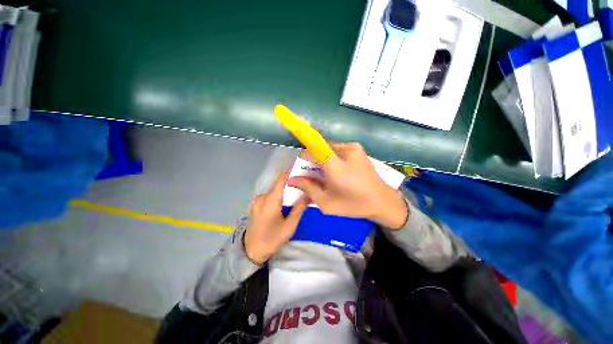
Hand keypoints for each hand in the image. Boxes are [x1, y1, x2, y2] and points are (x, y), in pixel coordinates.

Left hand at [244, 172, 308, 263]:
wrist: (251, 252)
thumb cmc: (271, 239)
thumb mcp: (289, 226)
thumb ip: (299, 209)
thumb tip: (308, 195)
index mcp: (270, 200)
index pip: (281, 180)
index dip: (291, 172)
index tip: (302, 169)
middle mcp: (262, 197)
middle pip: (278, 185)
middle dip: (291, 183)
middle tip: (304, 184)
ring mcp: (257, 201)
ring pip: (274, 190)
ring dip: (285, 190)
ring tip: (297, 192)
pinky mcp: (256, 205)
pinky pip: (269, 196)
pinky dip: (278, 195)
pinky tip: (285, 201)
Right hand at [288, 143, 407, 229]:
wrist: (382, 200)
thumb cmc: (353, 204)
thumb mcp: (326, 203)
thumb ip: (308, 188)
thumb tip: (292, 179)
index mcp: (335, 165)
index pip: (312, 144)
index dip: (301, 143)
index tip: (296, 160)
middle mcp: (343, 150)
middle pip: (317, 148)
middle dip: (310, 161)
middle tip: (310, 176)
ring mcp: (352, 147)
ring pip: (327, 149)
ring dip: (321, 160)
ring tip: (325, 176)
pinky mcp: (357, 148)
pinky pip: (336, 150)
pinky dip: (331, 158)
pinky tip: (336, 171)